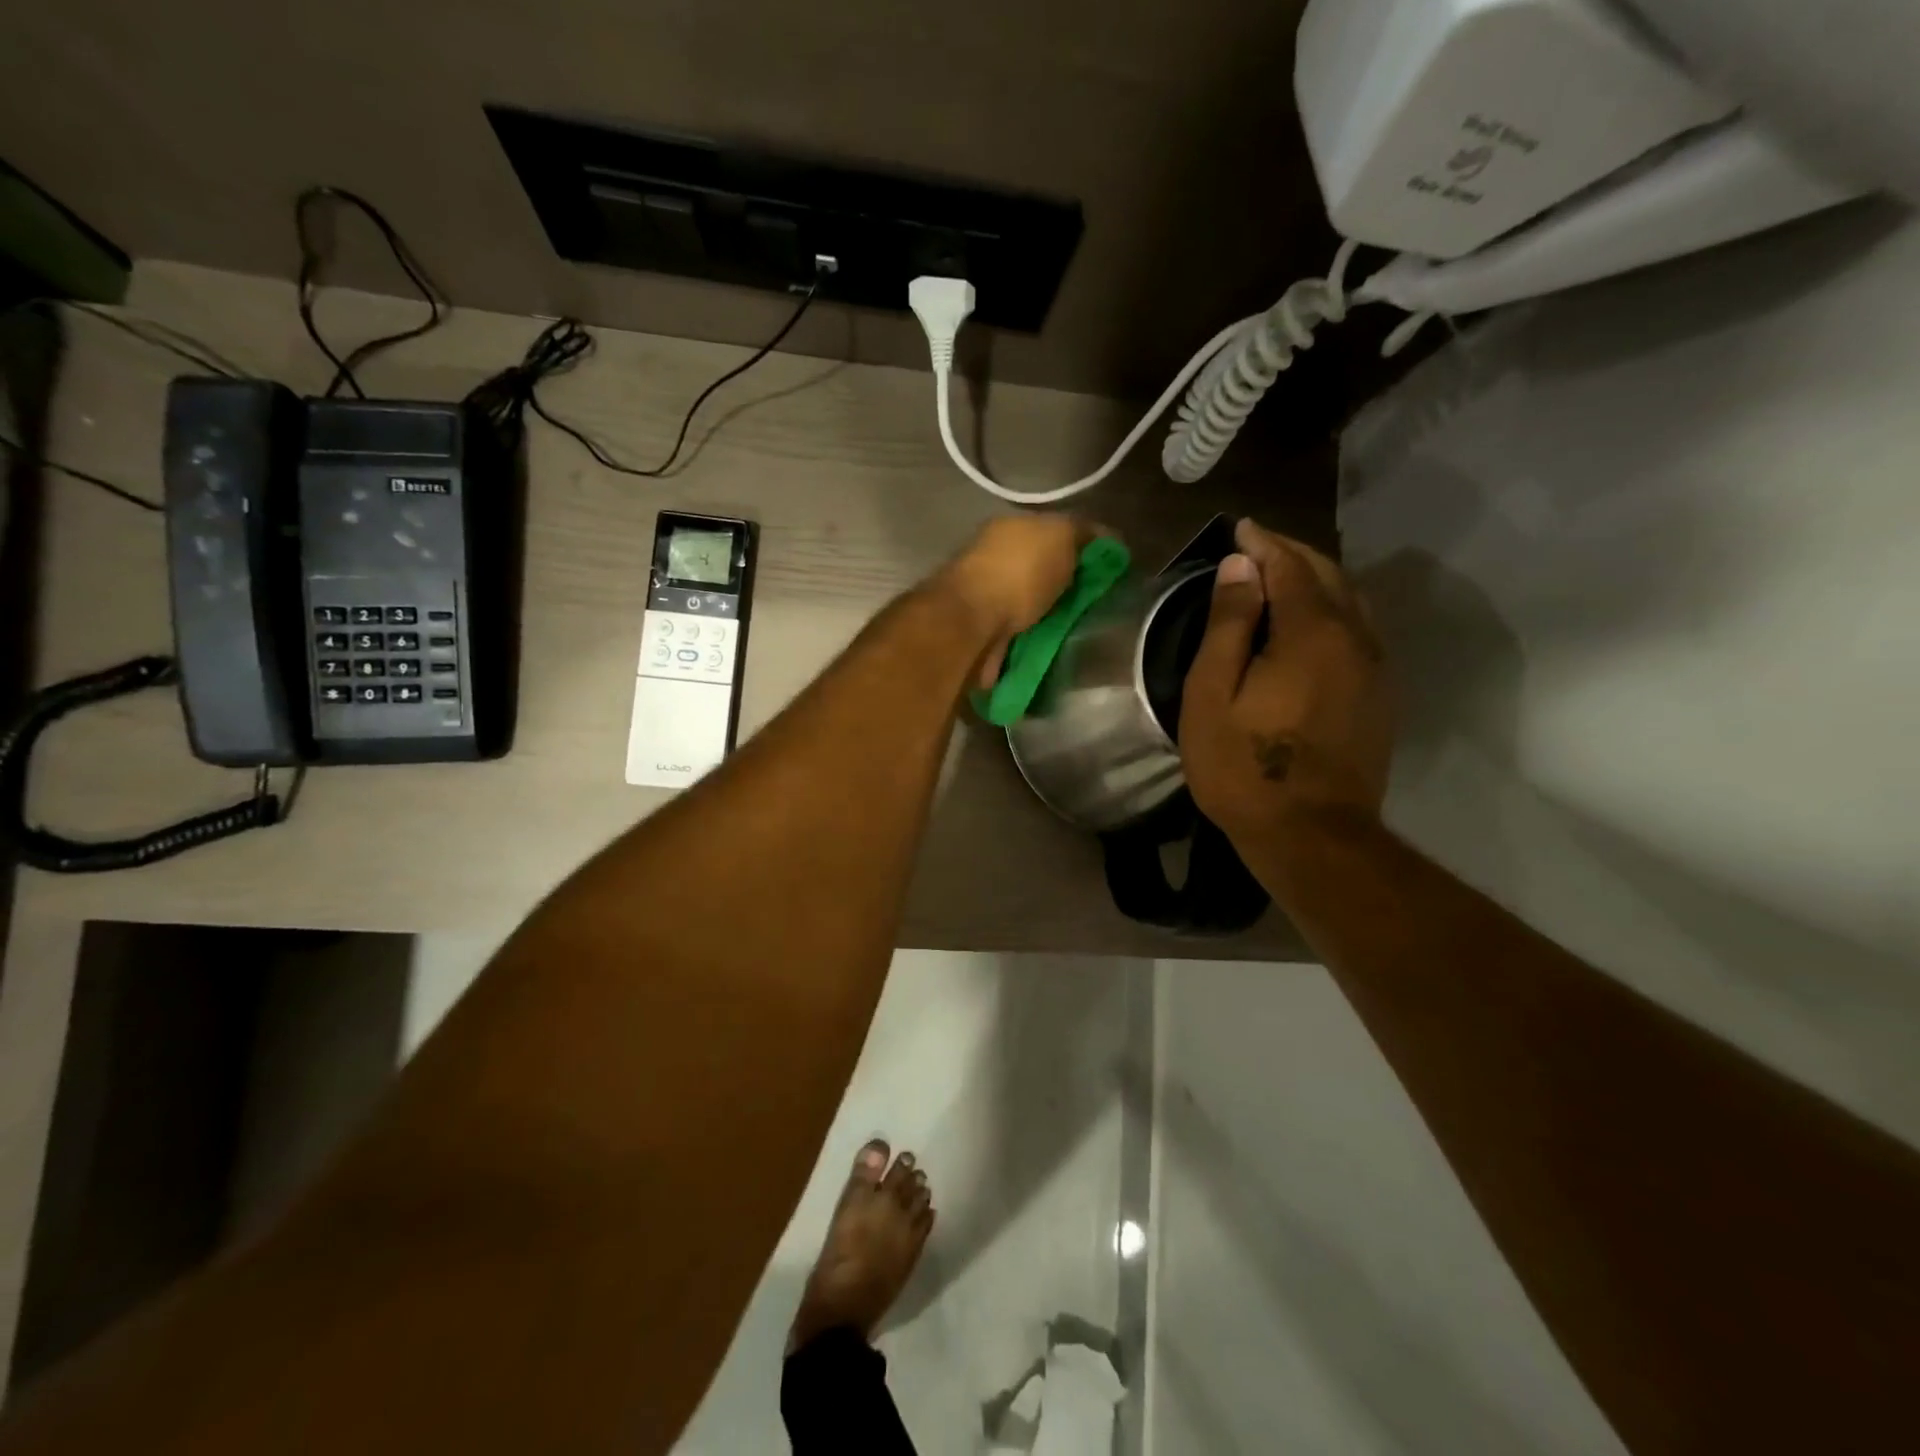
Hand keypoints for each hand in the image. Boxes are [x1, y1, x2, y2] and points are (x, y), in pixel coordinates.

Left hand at [932, 514, 1090, 687]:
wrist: (972, 624)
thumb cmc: (1017, 573)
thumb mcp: (1059, 536)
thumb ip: (1081, 532)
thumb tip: (1106, 536)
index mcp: (1010, 529)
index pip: (1053, 531)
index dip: (1082, 547)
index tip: (1108, 570)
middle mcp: (995, 560)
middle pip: (1041, 571)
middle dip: (1066, 587)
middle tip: (1096, 605)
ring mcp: (986, 600)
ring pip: (1030, 606)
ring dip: (1050, 617)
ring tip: (1080, 632)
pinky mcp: (984, 636)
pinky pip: (1020, 636)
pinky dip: (1034, 641)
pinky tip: (1054, 649)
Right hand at [1179, 518, 1393, 851]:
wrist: (1312, 836)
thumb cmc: (1245, 767)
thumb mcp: (1213, 694)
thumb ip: (1228, 625)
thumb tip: (1241, 567)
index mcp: (1311, 633)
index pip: (1289, 566)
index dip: (1263, 543)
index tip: (1240, 528)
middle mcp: (1355, 638)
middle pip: (1328, 576)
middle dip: (1292, 555)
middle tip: (1256, 549)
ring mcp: (1376, 669)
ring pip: (1351, 602)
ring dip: (1316, 581)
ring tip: (1281, 579)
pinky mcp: (1380, 696)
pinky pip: (1359, 632)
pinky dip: (1333, 612)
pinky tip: (1310, 625)